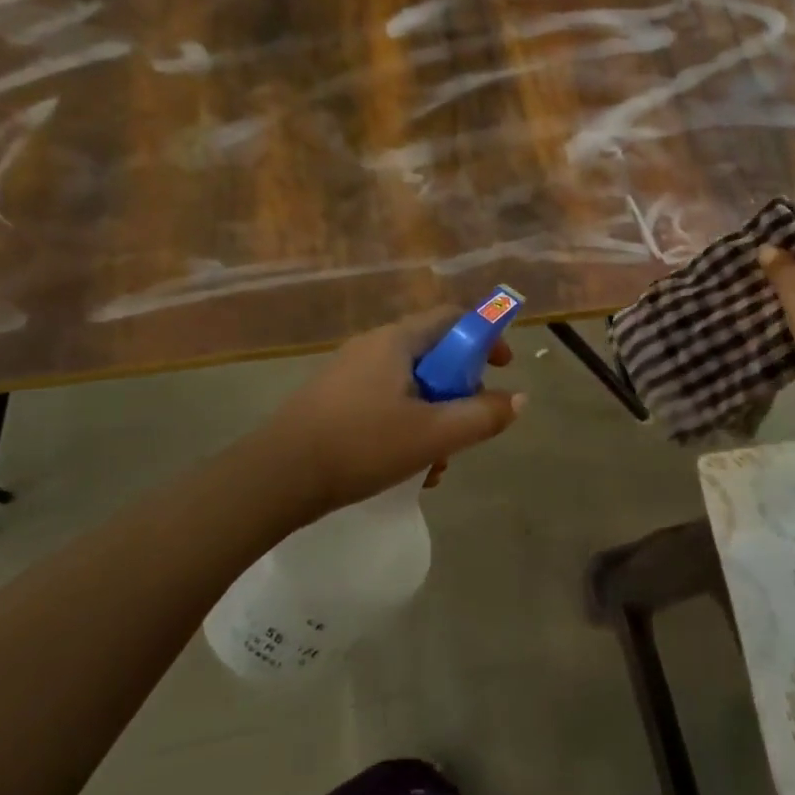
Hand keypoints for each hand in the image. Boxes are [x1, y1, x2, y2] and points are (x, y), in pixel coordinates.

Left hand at [258, 308, 525, 516]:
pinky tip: (405, 467)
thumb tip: (519, 399)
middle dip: (459, 389)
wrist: (275, 477)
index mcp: (397, 341)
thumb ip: (482, 416)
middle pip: (434, 354)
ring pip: (410, 385)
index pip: (452, 317)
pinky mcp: (334, 400)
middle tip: (467, 425)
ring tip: (436, 462)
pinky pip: (385, 401)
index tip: (503, 368)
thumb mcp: (432, 434)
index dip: (485, 335)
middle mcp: (373, 347)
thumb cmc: (361, 445)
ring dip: (434, 416)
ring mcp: (349, 373)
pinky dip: (406, 425)